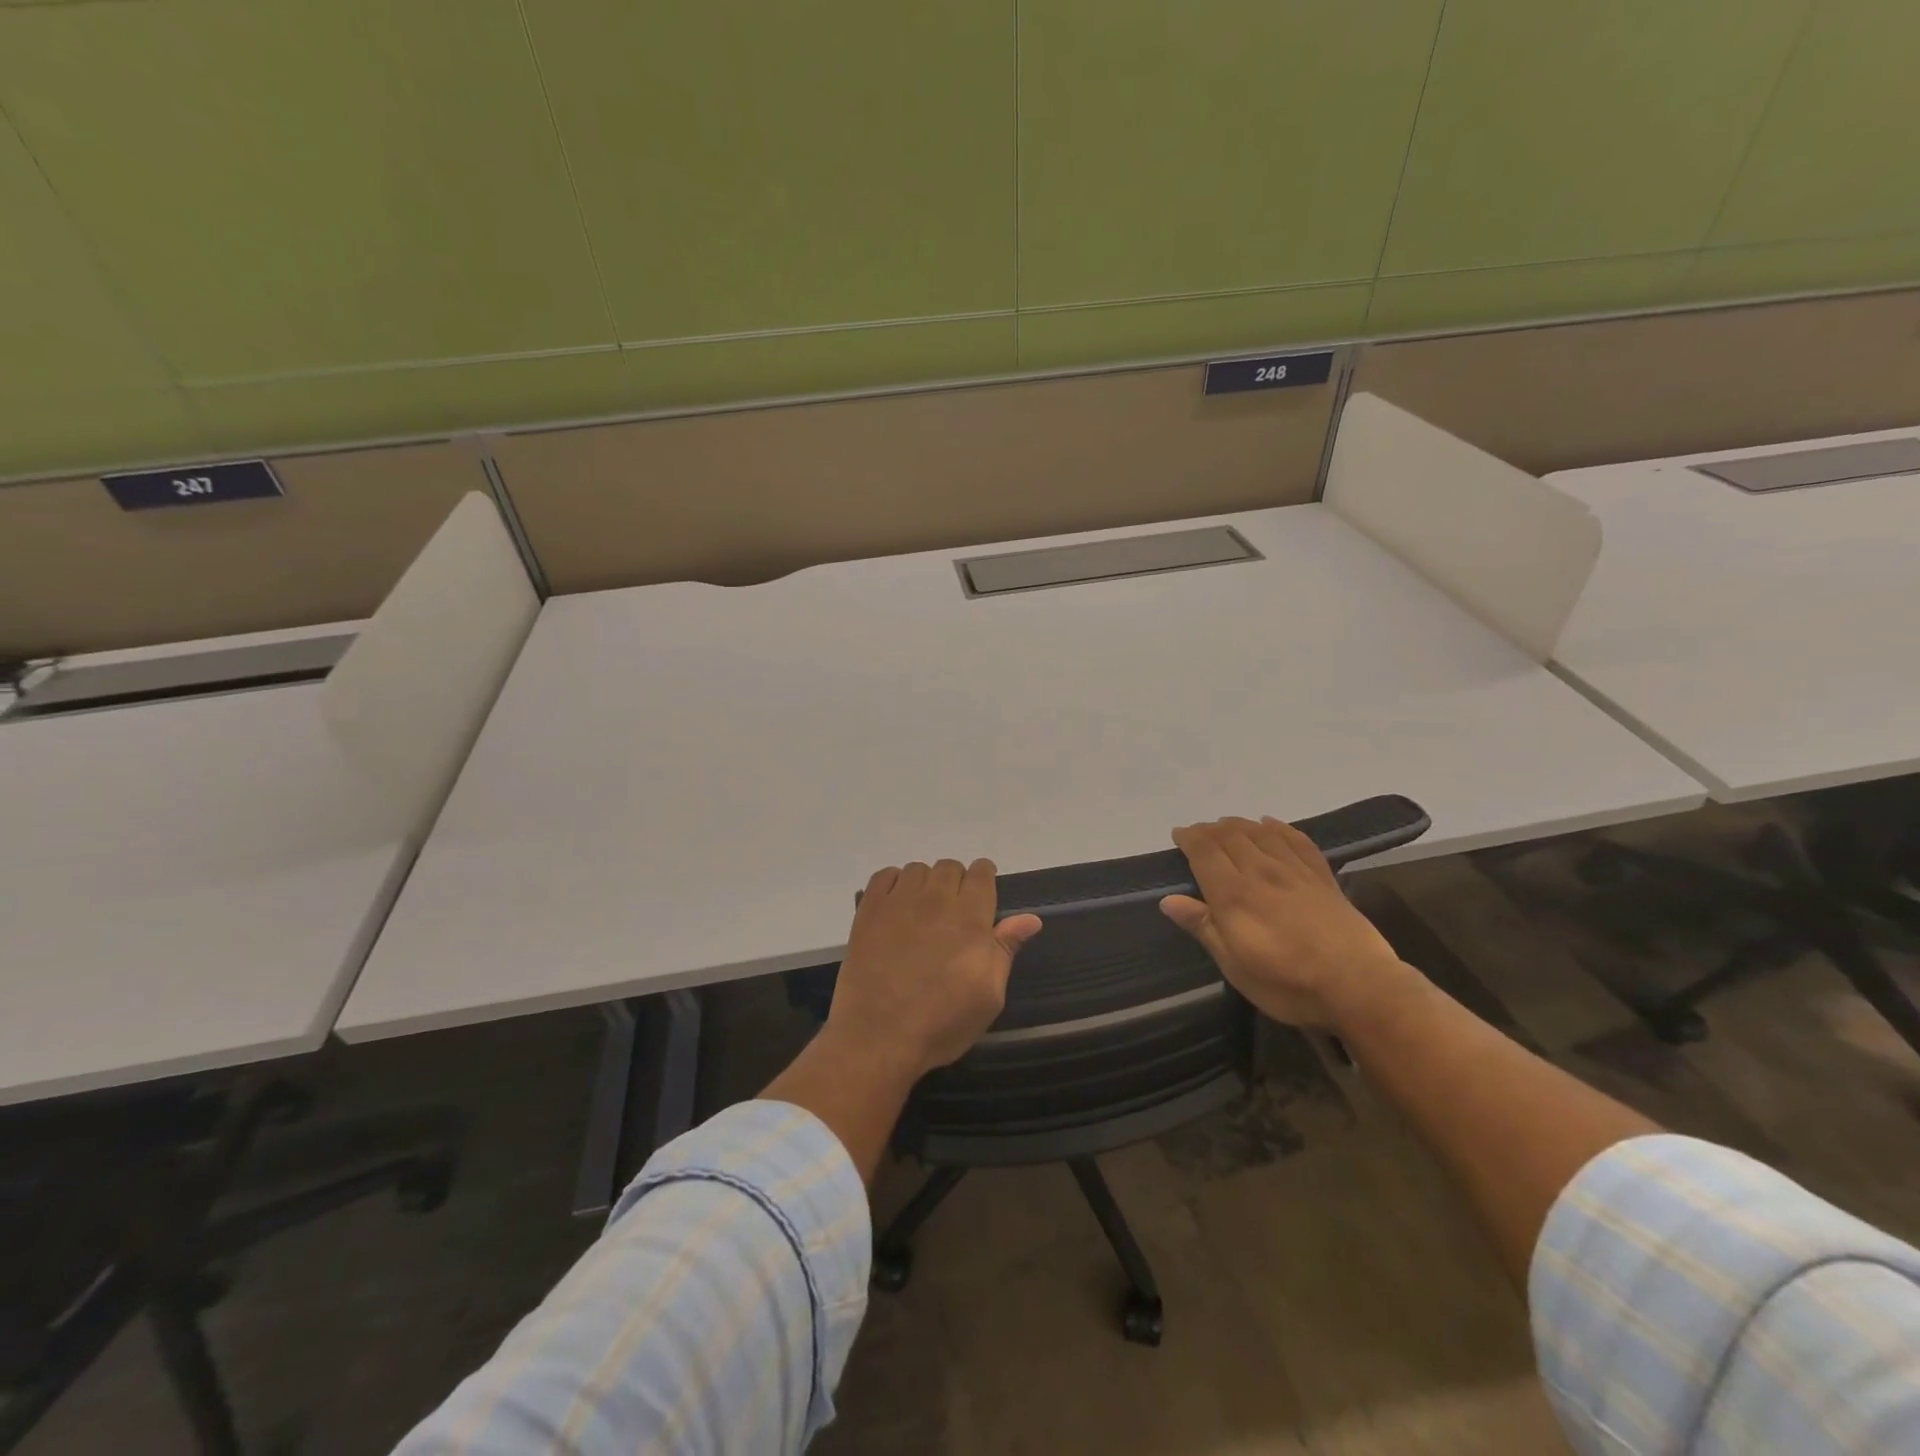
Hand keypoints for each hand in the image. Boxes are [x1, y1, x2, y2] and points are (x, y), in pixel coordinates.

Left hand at [826, 859, 1042, 1081]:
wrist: (878, 1036)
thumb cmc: (941, 1023)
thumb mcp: (988, 996)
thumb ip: (1005, 950)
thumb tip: (1030, 919)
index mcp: (970, 918)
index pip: (981, 873)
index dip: (984, 879)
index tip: (983, 895)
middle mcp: (936, 900)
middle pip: (950, 867)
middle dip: (957, 882)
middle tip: (953, 912)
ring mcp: (899, 902)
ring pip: (918, 869)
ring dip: (926, 883)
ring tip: (923, 910)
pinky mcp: (869, 911)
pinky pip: (884, 876)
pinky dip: (894, 883)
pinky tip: (896, 906)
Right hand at [1160, 817, 1407, 1028]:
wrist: (1358, 986)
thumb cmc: (1287, 982)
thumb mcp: (1235, 965)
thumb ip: (1203, 927)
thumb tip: (1168, 900)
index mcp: (1234, 894)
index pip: (1205, 852)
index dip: (1189, 838)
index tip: (1178, 834)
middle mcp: (1261, 872)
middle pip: (1230, 836)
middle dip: (1210, 829)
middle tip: (1198, 832)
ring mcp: (1294, 871)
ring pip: (1260, 833)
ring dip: (1239, 824)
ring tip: (1227, 826)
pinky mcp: (1322, 877)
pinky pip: (1297, 840)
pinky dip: (1279, 828)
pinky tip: (1271, 825)